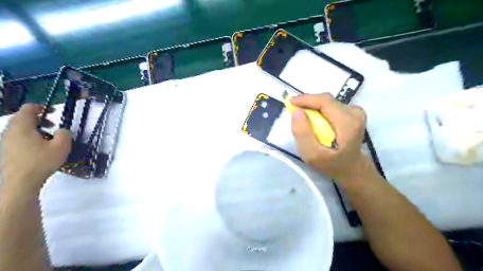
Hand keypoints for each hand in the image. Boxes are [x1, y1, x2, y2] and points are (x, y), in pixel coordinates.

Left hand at [0, 103, 70, 194]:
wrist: (19, 182)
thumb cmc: (42, 161)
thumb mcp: (62, 146)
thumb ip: (65, 134)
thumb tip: (62, 130)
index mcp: (22, 126)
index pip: (28, 109)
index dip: (41, 107)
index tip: (53, 111)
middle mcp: (9, 131)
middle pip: (21, 118)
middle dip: (38, 119)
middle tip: (52, 125)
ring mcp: (5, 142)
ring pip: (19, 129)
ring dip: (33, 129)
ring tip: (47, 139)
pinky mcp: (5, 151)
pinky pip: (16, 138)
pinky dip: (28, 138)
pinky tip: (38, 149)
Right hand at [290, 94, 372, 183]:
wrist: (350, 169)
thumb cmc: (331, 164)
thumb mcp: (312, 154)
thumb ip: (303, 133)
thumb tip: (296, 111)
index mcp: (348, 122)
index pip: (325, 101)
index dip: (306, 99)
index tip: (290, 102)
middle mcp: (355, 113)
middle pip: (325, 100)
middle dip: (307, 104)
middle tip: (293, 112)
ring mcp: (355, 112)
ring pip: (327, 103)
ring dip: (312, 108)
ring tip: (303, 119)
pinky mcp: (353, 113)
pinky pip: (330, 107)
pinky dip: (319, 111)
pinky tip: (314, 121)